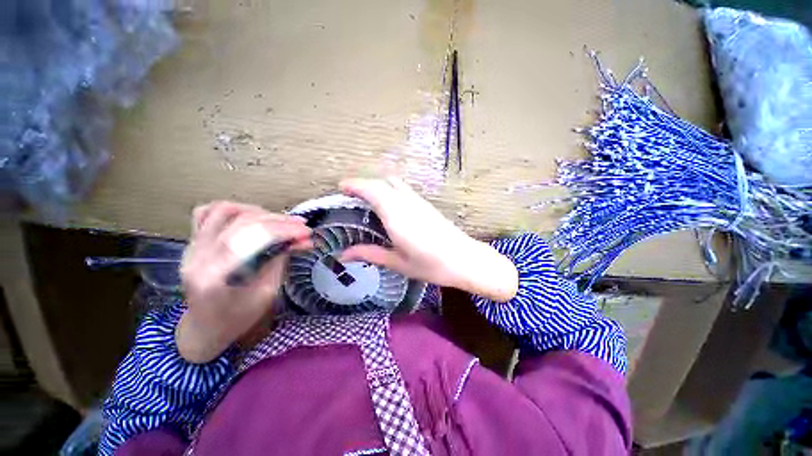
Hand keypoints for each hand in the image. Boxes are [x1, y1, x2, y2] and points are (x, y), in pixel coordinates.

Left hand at [176, 201, 311, 362]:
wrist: (203, 329)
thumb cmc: (237, 319)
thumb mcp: (266, 294)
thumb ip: (281, 261)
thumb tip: (302, 240)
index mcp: (215, 276)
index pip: (253, 238)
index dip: (284, 230)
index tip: (307, 232)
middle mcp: (198, 256)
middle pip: (241, 221)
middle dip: (278, 220)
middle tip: (301, 225)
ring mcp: (192, 247)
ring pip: (223, 210)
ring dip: (257, 211)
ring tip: (278, 221)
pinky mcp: (192, 242)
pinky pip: (206, 212)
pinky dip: (233, 209)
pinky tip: (250, 216)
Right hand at [339, 177, 517, 301]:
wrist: (465, 259)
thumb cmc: (431, 265)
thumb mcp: (398, 263)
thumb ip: (370, 254)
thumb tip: (343, 255)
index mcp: (396, 216)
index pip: (372, 190)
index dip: (355, 185)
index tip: (341, 187)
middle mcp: (407, 203)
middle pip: (382, 182)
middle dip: (364, 184)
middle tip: (351, 196)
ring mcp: (419, 201)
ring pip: (394, 183)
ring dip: (378, 185)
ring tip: (366, 199)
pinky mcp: (427, 204)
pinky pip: (403, 189)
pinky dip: (390, 189)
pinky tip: (388, 204)